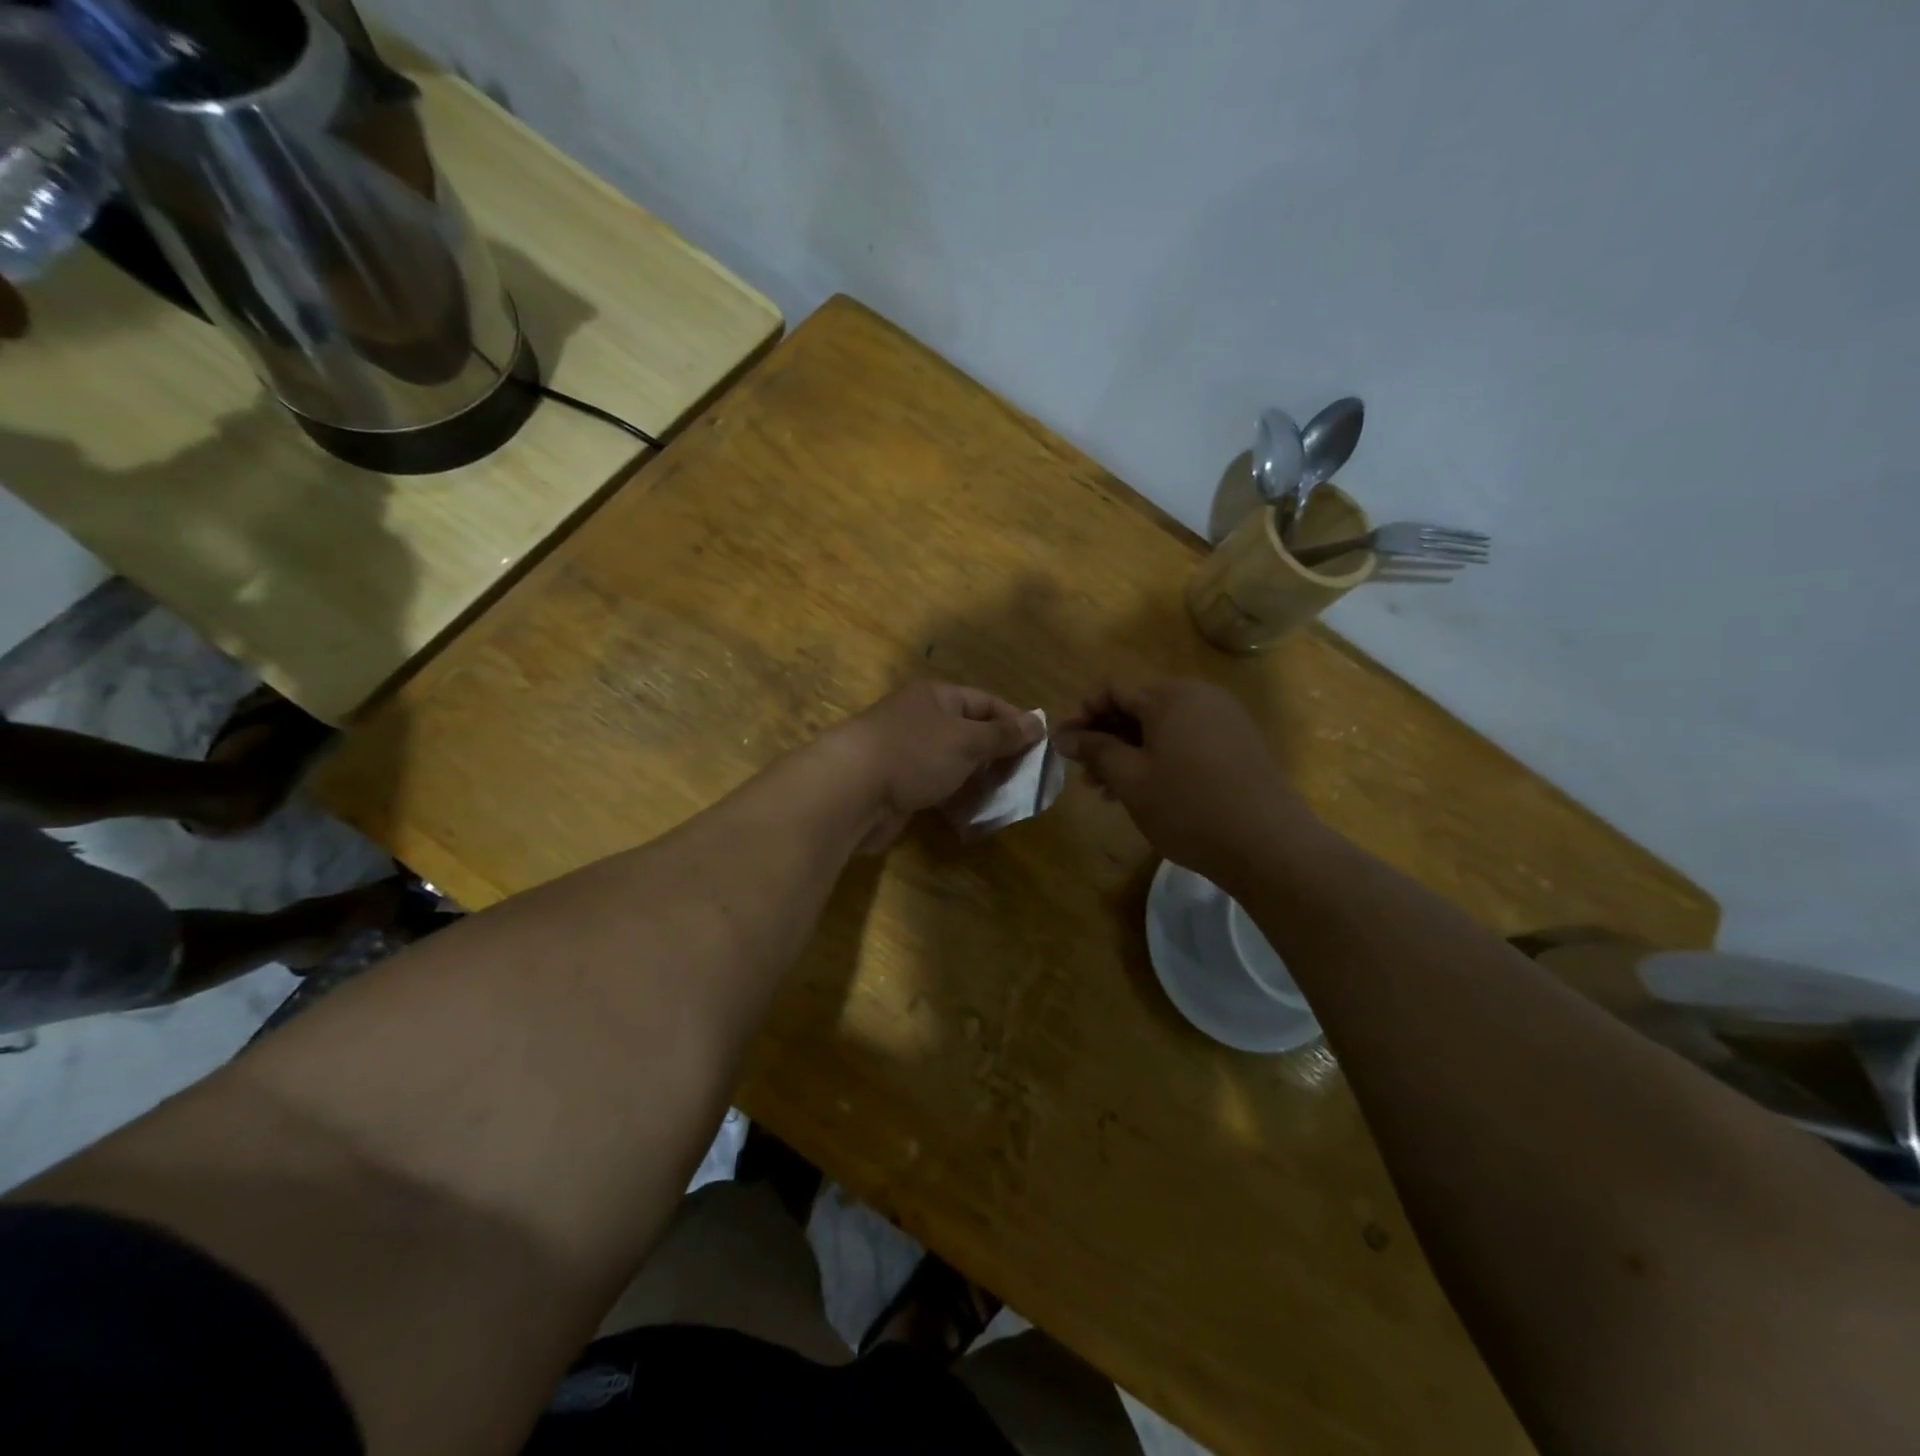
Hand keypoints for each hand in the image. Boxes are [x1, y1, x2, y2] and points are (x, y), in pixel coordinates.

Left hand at [827, 682, 1042, 851]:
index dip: (1014, 722)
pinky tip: (976, 813)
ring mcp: (908, 753)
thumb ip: (1002, 735)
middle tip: (1026, 779)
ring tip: (1007, 799)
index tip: (1040, 747)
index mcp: (937, 698)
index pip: (985, 702)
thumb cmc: (914, 753)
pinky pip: (937, 787)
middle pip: (970, 733)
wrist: (851, 790)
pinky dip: (957, 797)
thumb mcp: (966, 740)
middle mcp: (922, 720)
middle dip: (998, 755)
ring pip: (954, 763)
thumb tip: (1038, 722)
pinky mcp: (899, 784)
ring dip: (979, 780)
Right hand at [1055, 679, 1312, 885]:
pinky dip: (1159, 758)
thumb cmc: (1188, 807)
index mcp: (1170, 696)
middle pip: (1138, 707)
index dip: (1082, 714)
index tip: (1063, 746)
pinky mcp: (1238, 744)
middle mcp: (1199, 696)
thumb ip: (1094, 750)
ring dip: (1129, 752)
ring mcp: (1224, 719)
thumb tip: (1063, 736)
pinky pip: (1186, 739)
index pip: (1112, 689)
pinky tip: (1146, 791)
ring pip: (1161, 727)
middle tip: (1086, 776)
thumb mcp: (1131, 779)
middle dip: (1105, 738)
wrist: (1268, 844)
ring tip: (1109, 792)